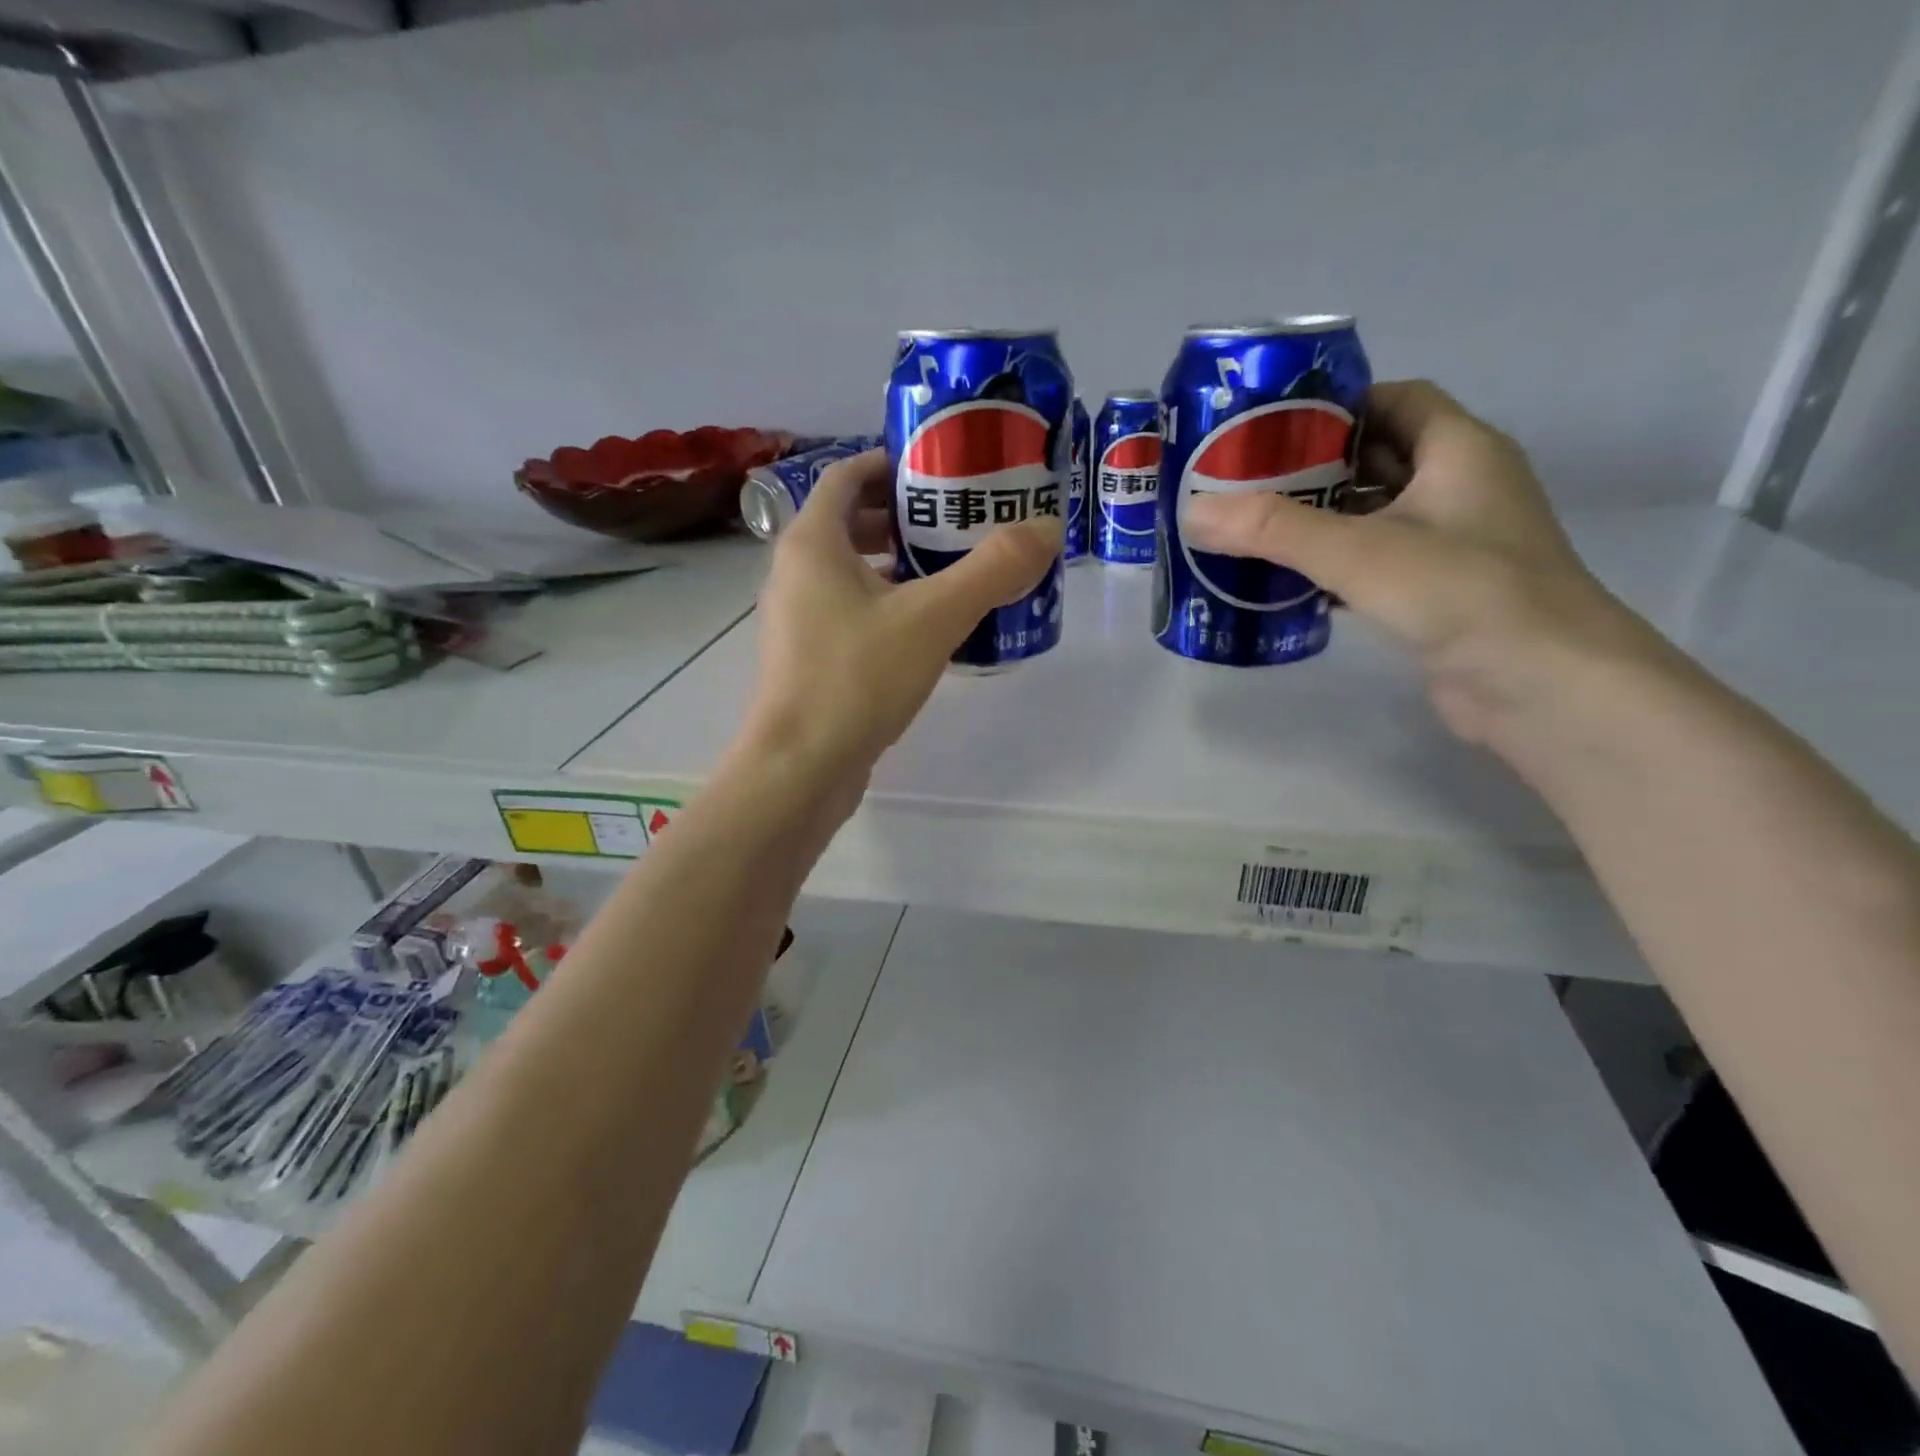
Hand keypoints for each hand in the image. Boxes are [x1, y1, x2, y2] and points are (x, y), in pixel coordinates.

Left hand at [739, 448, 1061, 792]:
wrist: (801, 767)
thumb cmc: (858, 677)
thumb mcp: (934, 617)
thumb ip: (993, 569)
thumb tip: (1045, 528)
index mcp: (813, 542)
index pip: (848, 476)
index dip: (892, 464)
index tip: (940, 471)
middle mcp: (794, 572)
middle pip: (848, 522)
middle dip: (901, 517)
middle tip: (957, 522)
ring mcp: (795, 619)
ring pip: (848, 572)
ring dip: (895, 564)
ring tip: (949, 572)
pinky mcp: (807, 659)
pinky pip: (848, 612)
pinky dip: (884, 605)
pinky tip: (926, 630)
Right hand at [1183, 380, 1663, 746]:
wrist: (1542, 686)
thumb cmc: (1462, 593)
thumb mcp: (1360, 551)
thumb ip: (1274, 529)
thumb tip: (1193, 511)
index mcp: (1459, 451)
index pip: (1395, 400)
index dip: (1336, 405)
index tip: (1272, 426)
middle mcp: (1460, 488)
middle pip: (1376, 459)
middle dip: (1312, 468)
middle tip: (1243, 482)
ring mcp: (1451, 545)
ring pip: (1372, 516)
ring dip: (1318, 522)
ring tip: (1250, 530)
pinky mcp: (1436, 594)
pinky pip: (1373, 564)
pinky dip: (1331, 567)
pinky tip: (1285, 582)